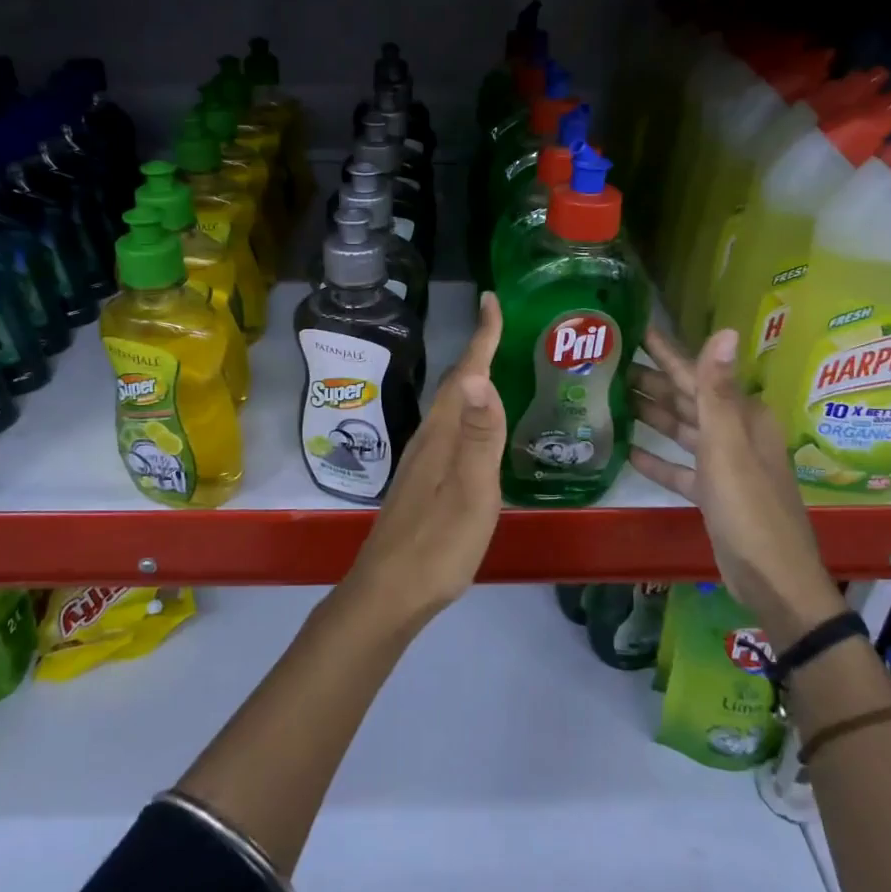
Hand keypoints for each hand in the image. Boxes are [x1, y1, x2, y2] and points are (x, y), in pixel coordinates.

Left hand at [342, 291, 506, 624]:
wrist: (389, 591)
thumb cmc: (438, 544)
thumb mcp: (471, 492)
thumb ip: (480, 436)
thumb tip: (482, 375)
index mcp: (443, 434)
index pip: (466, 374)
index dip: (482, 337)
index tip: (491, 300)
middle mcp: (429, 438)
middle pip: (457, 384)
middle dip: (478, 350)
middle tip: (501, 325)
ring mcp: (422, 460)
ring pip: (451, 406)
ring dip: (471, 380)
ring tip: (494, 364)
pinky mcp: (422, 480)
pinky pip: (450, 428)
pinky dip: (467, 411)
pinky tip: (475, 426)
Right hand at [628, 327, 842, 649]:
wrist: (772, 578)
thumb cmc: (749, 508)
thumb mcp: (728, 446)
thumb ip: (717, 390)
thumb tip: (726, 330)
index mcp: (741, 416)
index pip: (696, 373)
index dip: (665, 352)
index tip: (634, 328)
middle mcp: (734, 433)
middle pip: (685, 399)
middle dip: (650, 380)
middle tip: (608, 361)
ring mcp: (724, 464)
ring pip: (681, 430)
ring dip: (650, 414)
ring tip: (611, 397)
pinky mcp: (713, 493)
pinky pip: (679, 467)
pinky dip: (657, 458)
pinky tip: (627, 450)